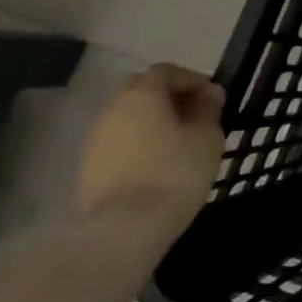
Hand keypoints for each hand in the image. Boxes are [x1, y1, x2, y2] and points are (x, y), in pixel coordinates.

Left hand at [75, 64, 226, 237]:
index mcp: (141, 94)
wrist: (123, 230)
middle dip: (169, 98)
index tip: (213, 98)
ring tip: (178, 144)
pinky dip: (139, 146)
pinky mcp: (88, 170)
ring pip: (128, 120)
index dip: (192, 80)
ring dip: (152, 124)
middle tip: (195, 116)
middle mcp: (112, 110)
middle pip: (142, 91)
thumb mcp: (207, 137)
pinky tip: (158, 165)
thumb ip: (208, 110)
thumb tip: (208, 94)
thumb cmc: (174, 173)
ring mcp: (94, 141)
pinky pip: (119, 145)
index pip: (167, 71)